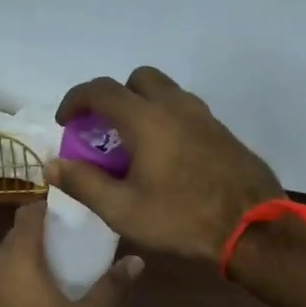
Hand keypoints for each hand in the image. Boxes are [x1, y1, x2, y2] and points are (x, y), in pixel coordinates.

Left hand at [0, 201, 141, 306]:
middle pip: (17, 233)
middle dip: (43, 230)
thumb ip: (111, 288)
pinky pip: (1, 276)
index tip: (74, 209)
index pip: (28, 213)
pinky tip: (41, 292)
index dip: (49, 206)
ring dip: (31, 253)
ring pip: (8, 255)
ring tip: (62, 263)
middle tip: (74, 236)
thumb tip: (136, 260)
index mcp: (19, 258)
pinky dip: (20, 274)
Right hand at [48, 67, 282, 261]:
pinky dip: (167, 120)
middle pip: (138, 80)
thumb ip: (84, 183)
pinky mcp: (223, 132)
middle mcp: (176, 106)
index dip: (76, 100)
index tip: (66, 122)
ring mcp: (204, 117)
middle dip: (114, 97)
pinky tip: (166, 157)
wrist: (253, 227)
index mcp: (147, 119)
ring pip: (166, 93)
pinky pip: (186, 111)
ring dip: (143, 106)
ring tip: (134, 145)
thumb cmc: (182, 218)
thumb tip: (52, 165)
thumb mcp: (123, 210)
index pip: (102, 90)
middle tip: (104, 130)